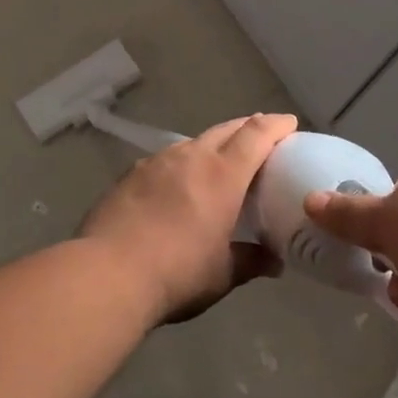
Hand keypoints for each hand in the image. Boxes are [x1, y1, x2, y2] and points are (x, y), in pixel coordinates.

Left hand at [80, 113, 296, 324]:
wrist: (107, 274)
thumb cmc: (176, 273)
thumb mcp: (222, 274)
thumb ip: (250, 261)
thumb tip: (274, 262)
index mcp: (223, 175)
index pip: (256, 135)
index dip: (275, 125)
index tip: (289, 123)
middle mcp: (192, 157)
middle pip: (227, 129)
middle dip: (248, 127)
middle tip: (261, 136)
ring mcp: (157, 162)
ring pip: (194, 142)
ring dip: (213, 144)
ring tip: (219, 160)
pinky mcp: (131, 174)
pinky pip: (166, 159)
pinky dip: (182, 162)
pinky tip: (177, 182)